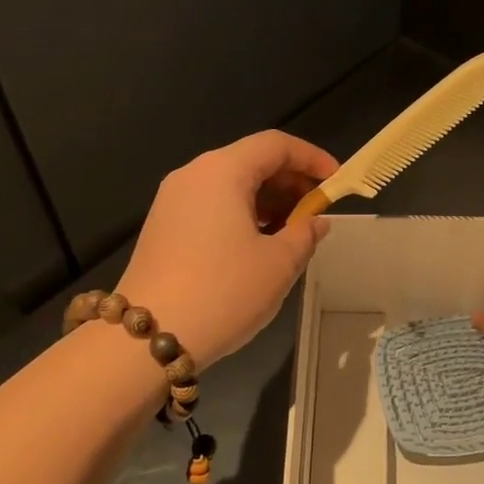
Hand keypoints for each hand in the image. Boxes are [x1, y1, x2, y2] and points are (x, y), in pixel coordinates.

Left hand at [118, 131, 336, 368]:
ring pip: (231, 184)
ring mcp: (172, 201)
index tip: (337, 180)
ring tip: (293, 232)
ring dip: (268, 200)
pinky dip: (242, 214)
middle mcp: (193, 175)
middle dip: (290, 181)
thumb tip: (315, 222)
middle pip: (251, 161)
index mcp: (222, 171)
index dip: (312, 157)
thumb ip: (305, 234)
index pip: (275, 145)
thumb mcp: (279, 264)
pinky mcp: (163, 227)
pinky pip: (212, 205)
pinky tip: (259, 245)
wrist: (146, 338)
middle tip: (317, 210)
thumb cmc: (223, 291)